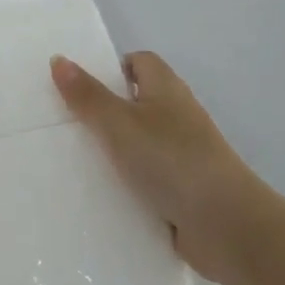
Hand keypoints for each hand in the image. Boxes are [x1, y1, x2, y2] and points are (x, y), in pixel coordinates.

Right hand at [50, 51, 261, 284]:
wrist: (225, 225)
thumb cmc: (171, 159)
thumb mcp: (120, 123)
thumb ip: (88, 95)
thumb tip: (58, 59)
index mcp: (166, 88)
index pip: (138, 62)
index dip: (110, 68)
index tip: (78, 87)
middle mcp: (177, 115)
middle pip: (135, 103)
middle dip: (103, 113)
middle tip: (64, 125)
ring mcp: (182, 154)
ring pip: (139, 144)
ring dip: (113, 153)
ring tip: (71, 163)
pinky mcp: (182, 190)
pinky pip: (147, 180)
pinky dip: (127, 186)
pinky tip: (99, 198)